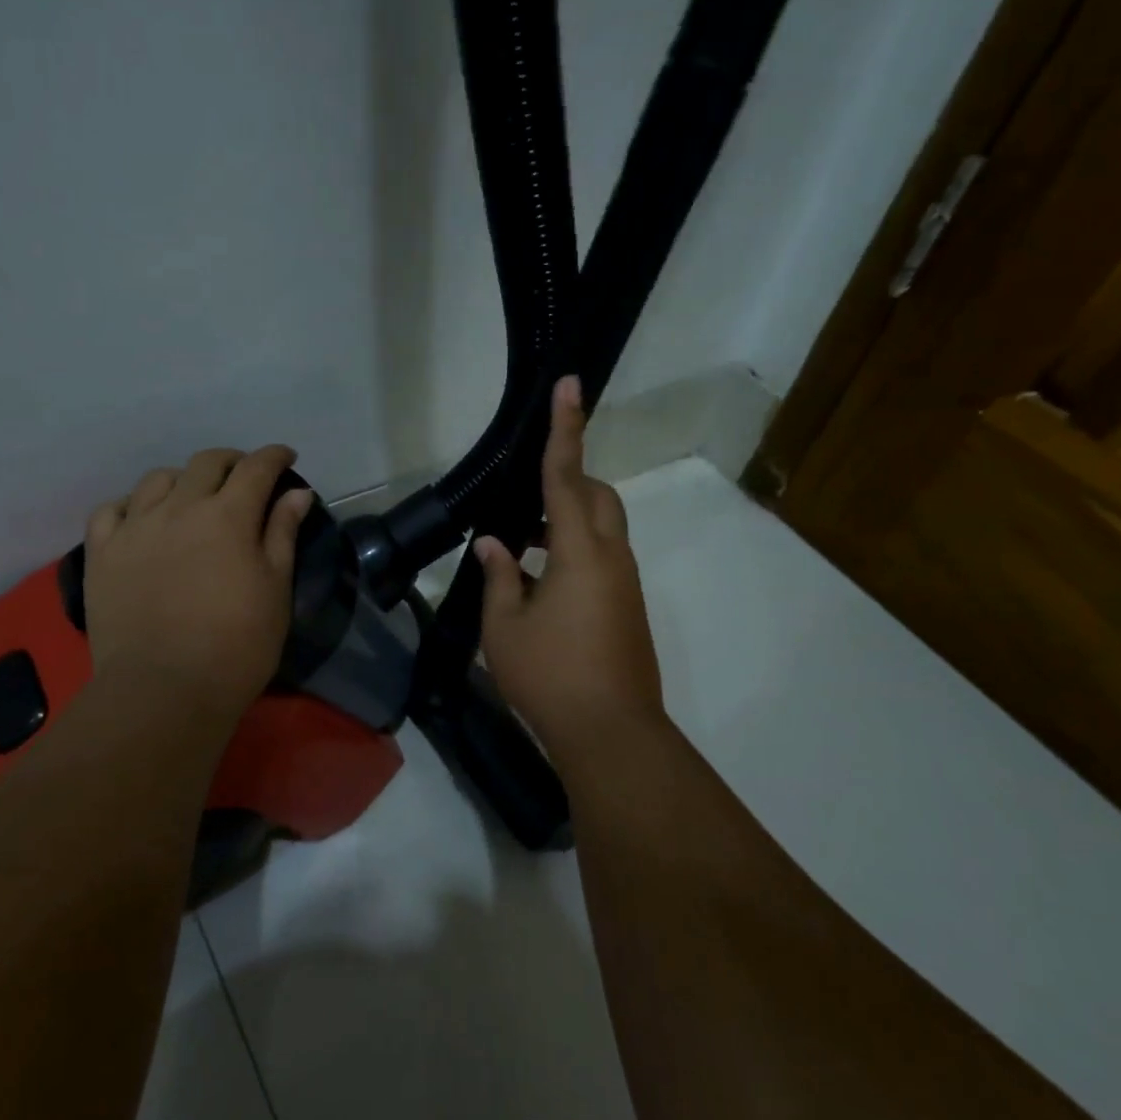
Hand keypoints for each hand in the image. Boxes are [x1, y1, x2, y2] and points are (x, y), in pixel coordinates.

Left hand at [83, 445, 312, 724]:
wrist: (163, 691)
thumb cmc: (236, 646)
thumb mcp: (274, 590)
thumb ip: (282, 534)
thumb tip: (296, 492)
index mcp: (228, 516)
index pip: (256, 468)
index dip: (274, 456)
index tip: (286, 458)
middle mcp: (179, 508)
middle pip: (206, 463)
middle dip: (232, 462)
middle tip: (244, 478)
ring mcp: (134, 527)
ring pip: (158, 479)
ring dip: (183, 480)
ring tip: (192, 498)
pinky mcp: (101, 552)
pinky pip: (111, 510)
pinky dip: (132, 505)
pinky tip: (142, 519)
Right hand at [474, 376, 666, 769]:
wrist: (611, 734)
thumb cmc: (549, 676)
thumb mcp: (504, 627)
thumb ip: (498, 576)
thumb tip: (493, 543)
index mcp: (580, 551)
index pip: (567, 476)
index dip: (565, 428)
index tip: (570, 385)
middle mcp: (612, 558)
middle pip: (598, 497)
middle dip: (568, 482)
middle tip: (524, 505)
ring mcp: (625, 584)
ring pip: (602, 530)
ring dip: (566, 524)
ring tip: (521, 548)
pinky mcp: (628, 608)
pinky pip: (602, 560)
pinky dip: (573, 554)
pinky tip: (539, 586)